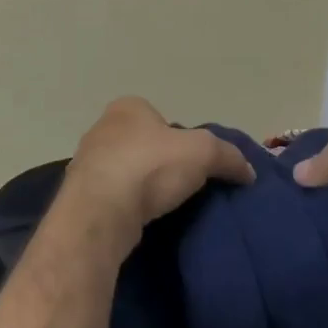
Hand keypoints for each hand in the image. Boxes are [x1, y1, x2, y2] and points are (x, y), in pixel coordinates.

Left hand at [61, 97, 253, 252]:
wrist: (100, 213)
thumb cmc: (150, 167)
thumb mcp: (203, 152)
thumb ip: (228, 156)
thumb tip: (248, 172)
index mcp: (128, 107)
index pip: (160, 118)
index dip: (179, 138)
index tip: (192, 162)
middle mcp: (102, 128)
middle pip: (142, 143)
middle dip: (159, 161)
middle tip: (181, 184)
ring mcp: (86, 162)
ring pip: (124, 170)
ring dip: (140, 185)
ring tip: (162, 206)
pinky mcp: (79, 196)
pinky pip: (111, 196)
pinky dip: (126, 206)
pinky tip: (140, 220)